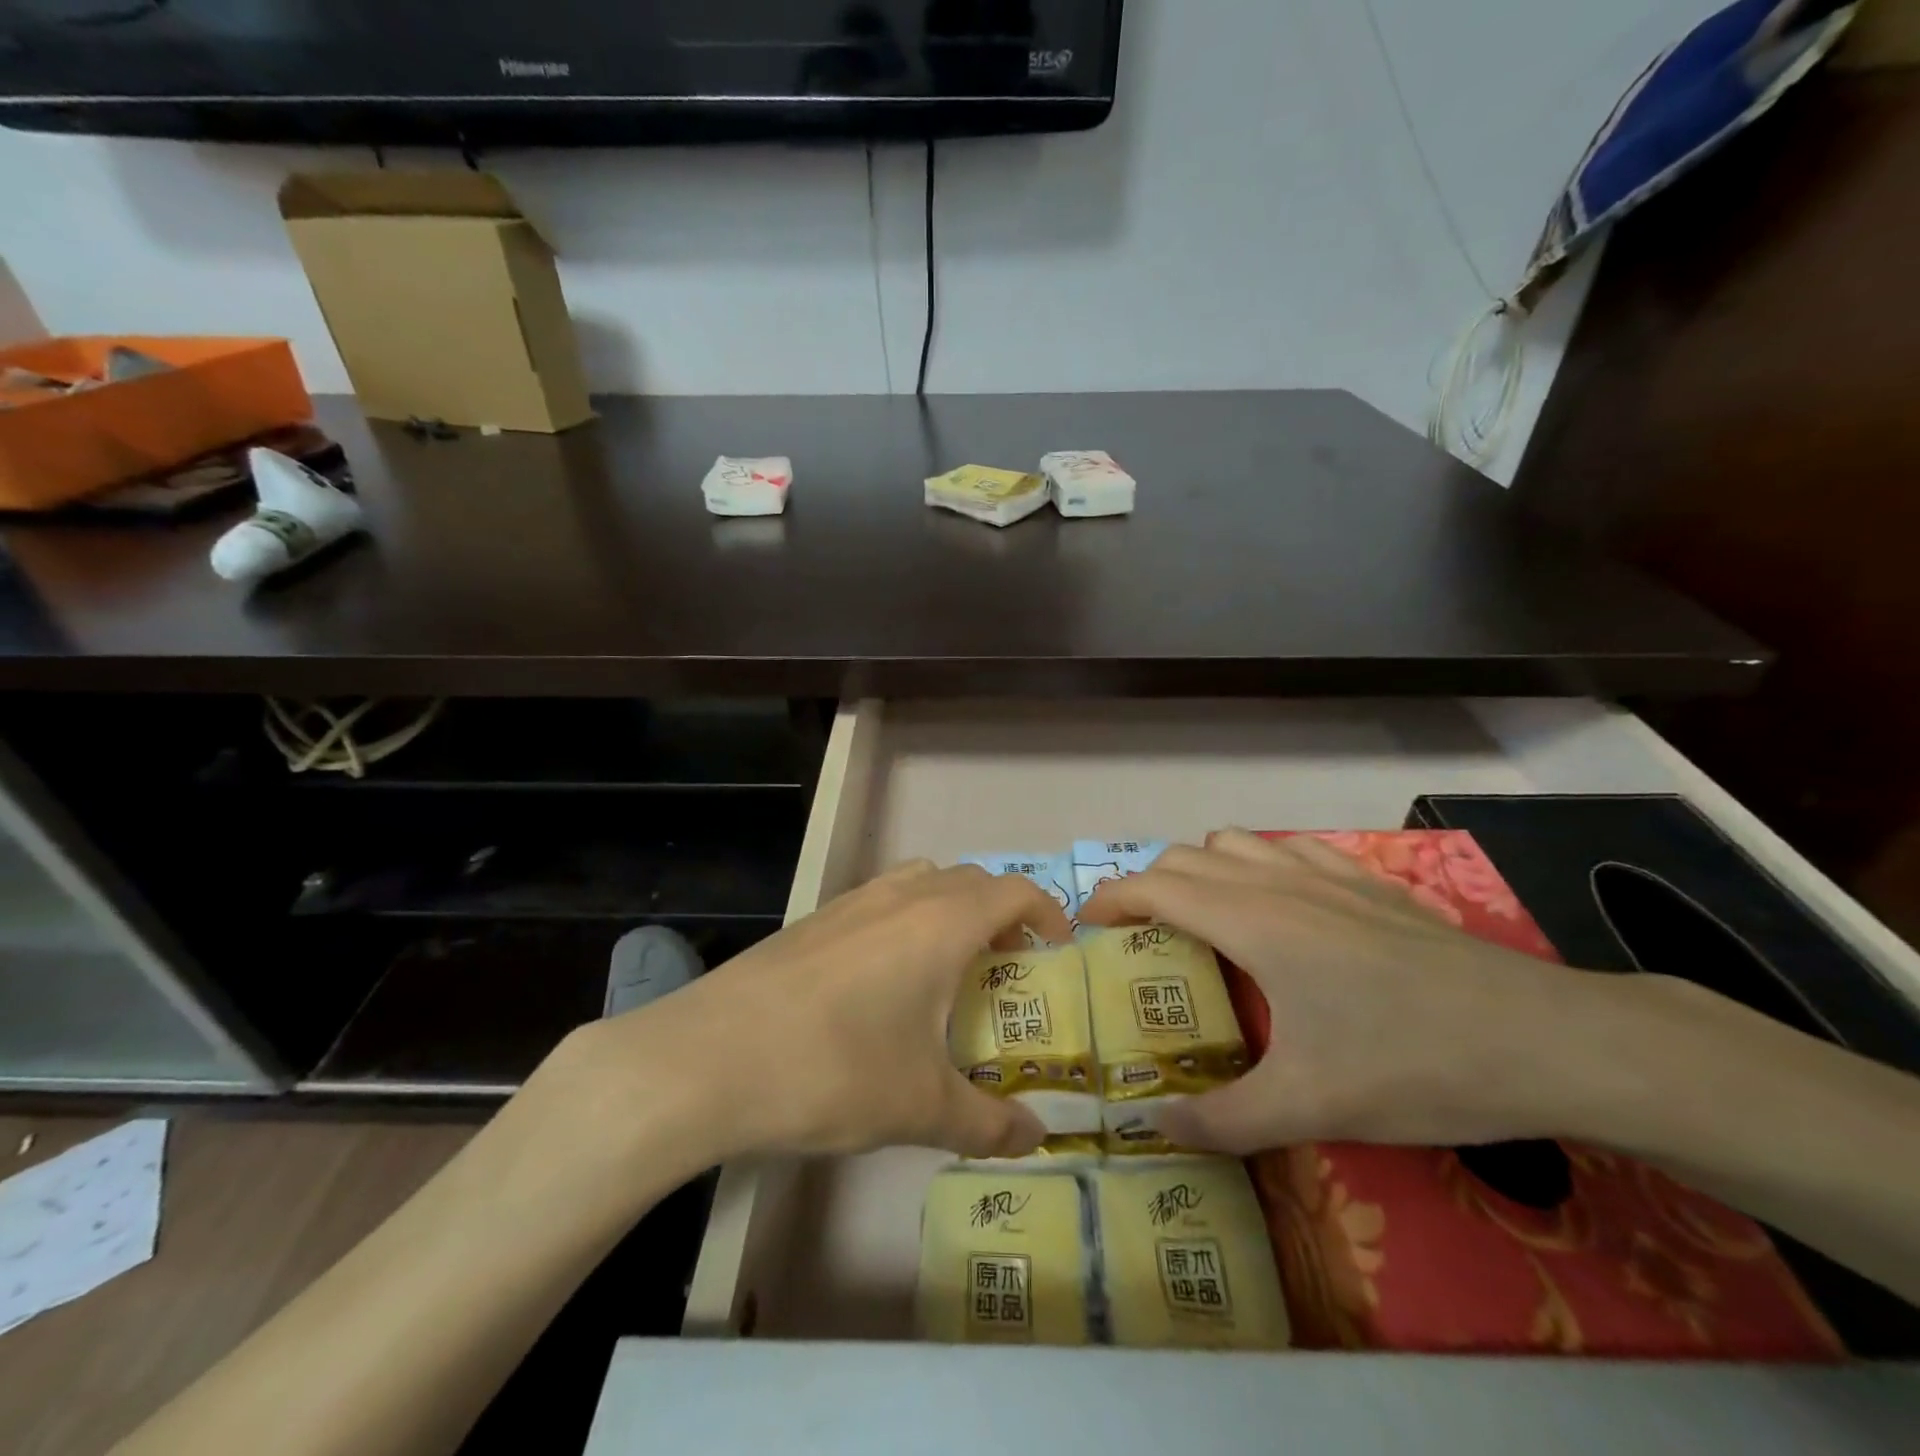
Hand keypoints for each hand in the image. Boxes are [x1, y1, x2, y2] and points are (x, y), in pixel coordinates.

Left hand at [555, 862, 1073, 1164]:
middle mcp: (901, 896)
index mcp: (941, 923)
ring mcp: (850, 901)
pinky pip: (879, 901)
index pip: (1013, 891)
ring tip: (948, 966)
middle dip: (1000, 913)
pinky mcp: (812, 920)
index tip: (1057, 949)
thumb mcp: (921, 1108)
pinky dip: (904, 920)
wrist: (709, 1058)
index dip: (1045, 913)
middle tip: (1006, 966)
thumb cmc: (834, 1070)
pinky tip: (882, 980)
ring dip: (949, 910)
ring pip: (920, 882)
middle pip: (969, 881)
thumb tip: (1034, 1140)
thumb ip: (987, 1124)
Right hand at [1078, 829, 1601, 1152]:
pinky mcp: (1370, 882)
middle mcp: (1278, 883)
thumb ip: (1222, 1120)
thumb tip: (1155, 1127)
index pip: (1154, 887)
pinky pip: (1291, 848)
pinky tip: (1283, 905)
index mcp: (1252, 922)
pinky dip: (1261, 863)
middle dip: (1148, 887)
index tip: (1087, 927)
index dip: (1110, 899)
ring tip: (1205, 919)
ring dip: (1202, 869)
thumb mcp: (1311, 1106)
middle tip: (1143, 938)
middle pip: (1185, 858)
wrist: (1546, 1039)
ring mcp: (1328, 874)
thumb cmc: (1413, 1063)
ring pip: (1236, 843)